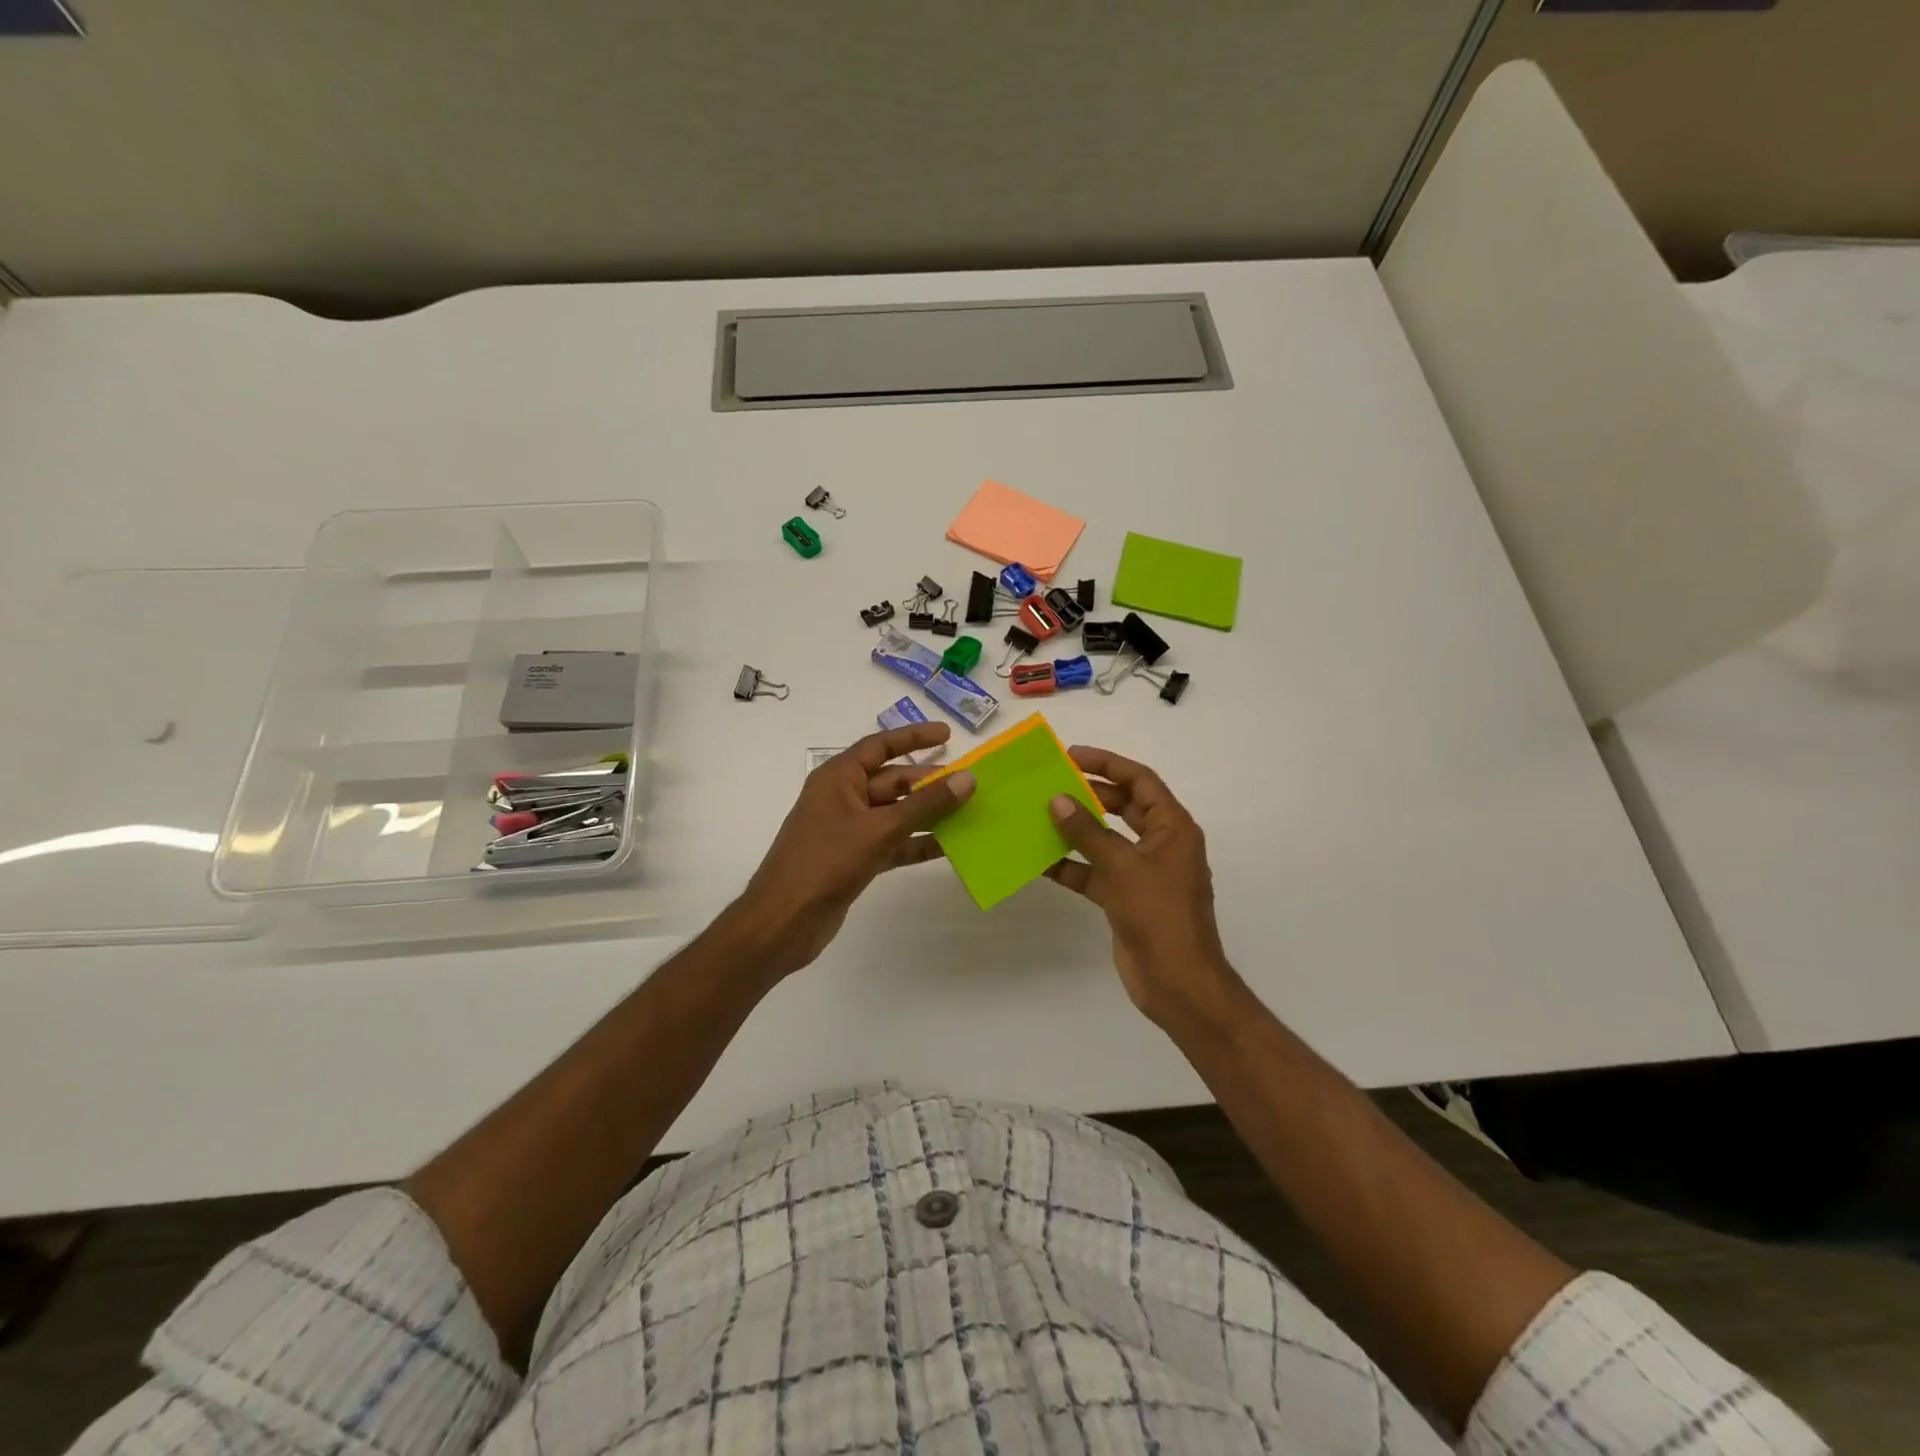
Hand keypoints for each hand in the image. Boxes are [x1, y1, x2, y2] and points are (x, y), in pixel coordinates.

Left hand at [729, 722, 973, 979]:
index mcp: (838, 778)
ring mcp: (849, 830)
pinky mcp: (855, 859)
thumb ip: (925, 804)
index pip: (880, 746)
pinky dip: (917, 843)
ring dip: (928, 814)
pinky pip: (893, 843)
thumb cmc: (826, 863)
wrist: (784, 922)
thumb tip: (967, 778)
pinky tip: (949, 847)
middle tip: (970, 783)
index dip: (914, 737)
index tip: (949, 734)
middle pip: (893, 781)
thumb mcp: (879, 829)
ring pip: (896, 814)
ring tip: (969, 812)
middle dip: (929, 782)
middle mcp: (843, 798)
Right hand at [1044, 747, 1243, 1035]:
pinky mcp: (1125, 897)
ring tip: (1039, 814)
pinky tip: (1039, 861)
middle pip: (1123, 806)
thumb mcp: (1121, 867)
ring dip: (1076, 829)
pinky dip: (1071, 866)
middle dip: (1089, 793)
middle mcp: (1159, 843)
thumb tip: (1058, 799)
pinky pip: (1095, 872)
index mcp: (1172, 827)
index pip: (1140, 780)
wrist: (1176, 982)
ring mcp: (1142, 872)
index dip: (1107, 763)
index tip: (1071, 754)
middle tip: (1051, 782)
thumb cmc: (1158, 915)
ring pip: (1106, 839)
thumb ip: (1087, 832)